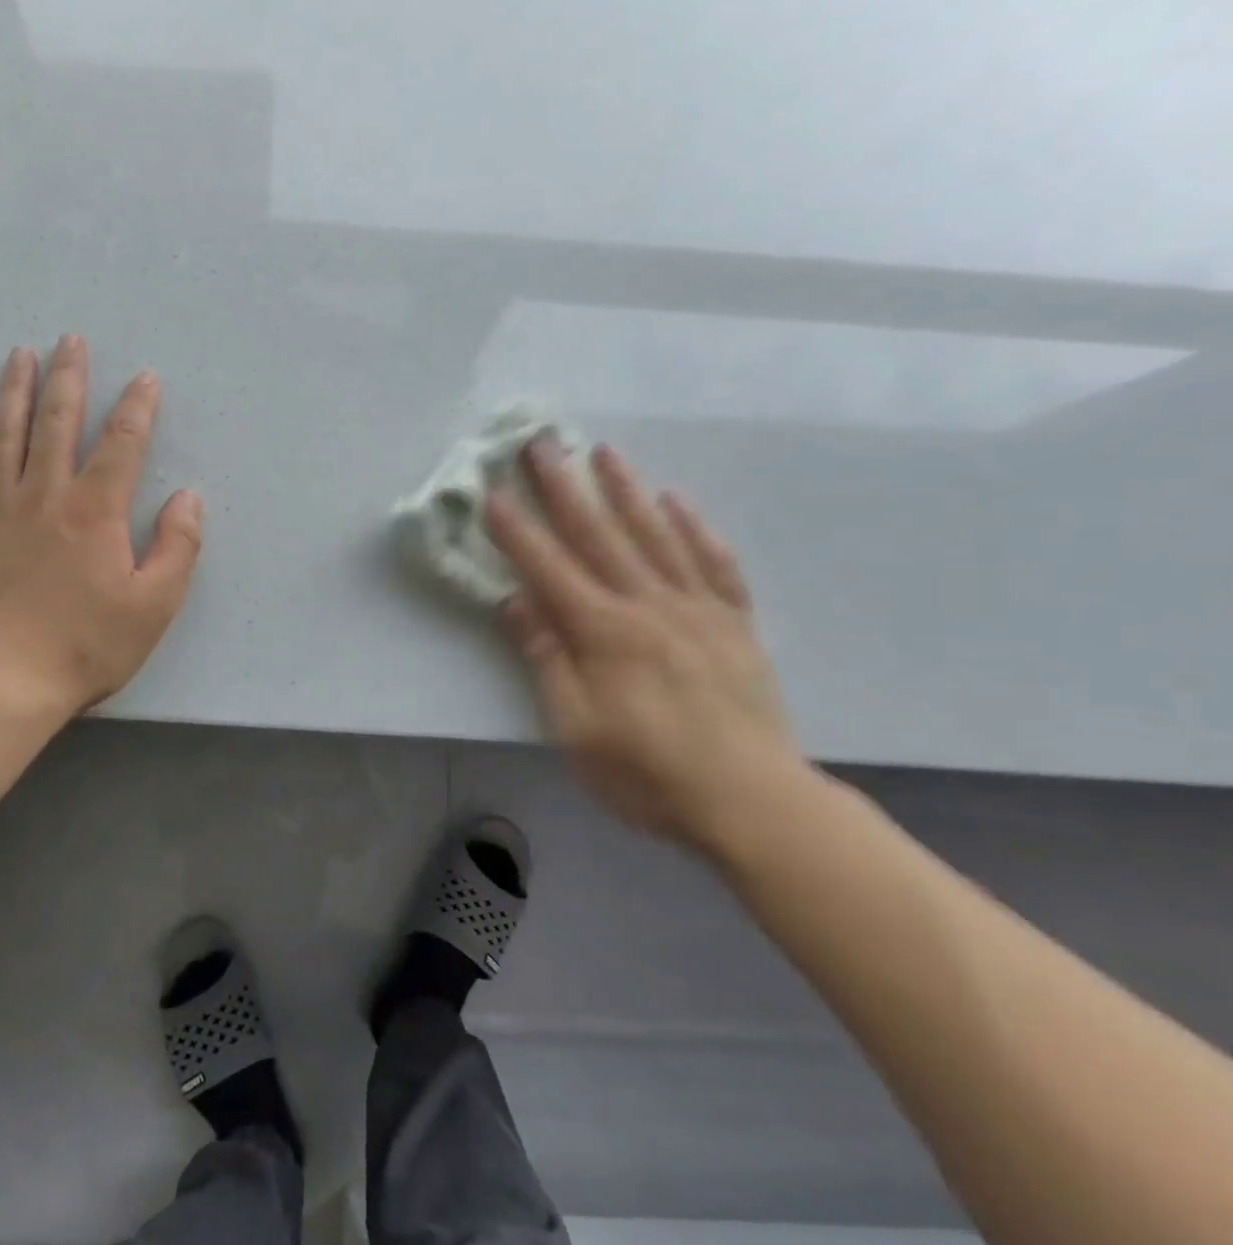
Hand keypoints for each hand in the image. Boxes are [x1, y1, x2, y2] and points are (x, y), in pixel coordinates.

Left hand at [0, 336, 201, 716]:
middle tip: (71, 340)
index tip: (145, 377)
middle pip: (58, 423)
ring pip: (5, 436)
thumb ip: (177, 546)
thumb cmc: (88, 645)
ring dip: (14, 392)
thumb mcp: (155, 604)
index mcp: (96, 511)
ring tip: (20, 354)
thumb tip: (186, 496)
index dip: (136, 407)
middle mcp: (46, 496)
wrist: (6, 681)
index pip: (121, 444)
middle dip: (69, 379)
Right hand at [487, 439, 801, 852]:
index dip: (517, 529)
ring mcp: (697, 609)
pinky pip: (714, 563)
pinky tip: (677, 501)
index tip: (493, 491)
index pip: (549, 567)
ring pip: (656, 535)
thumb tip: (514, 600)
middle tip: (543, 443)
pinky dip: (694, 528)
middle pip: (599, 535)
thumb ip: (546, 657)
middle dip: (565, 487)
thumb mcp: (575, 726)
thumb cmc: (647, 772)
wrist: (751, 801)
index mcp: (604, 631)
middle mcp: (649, 605)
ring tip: (605, 452)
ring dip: (627, 490)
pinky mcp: (734, 623)